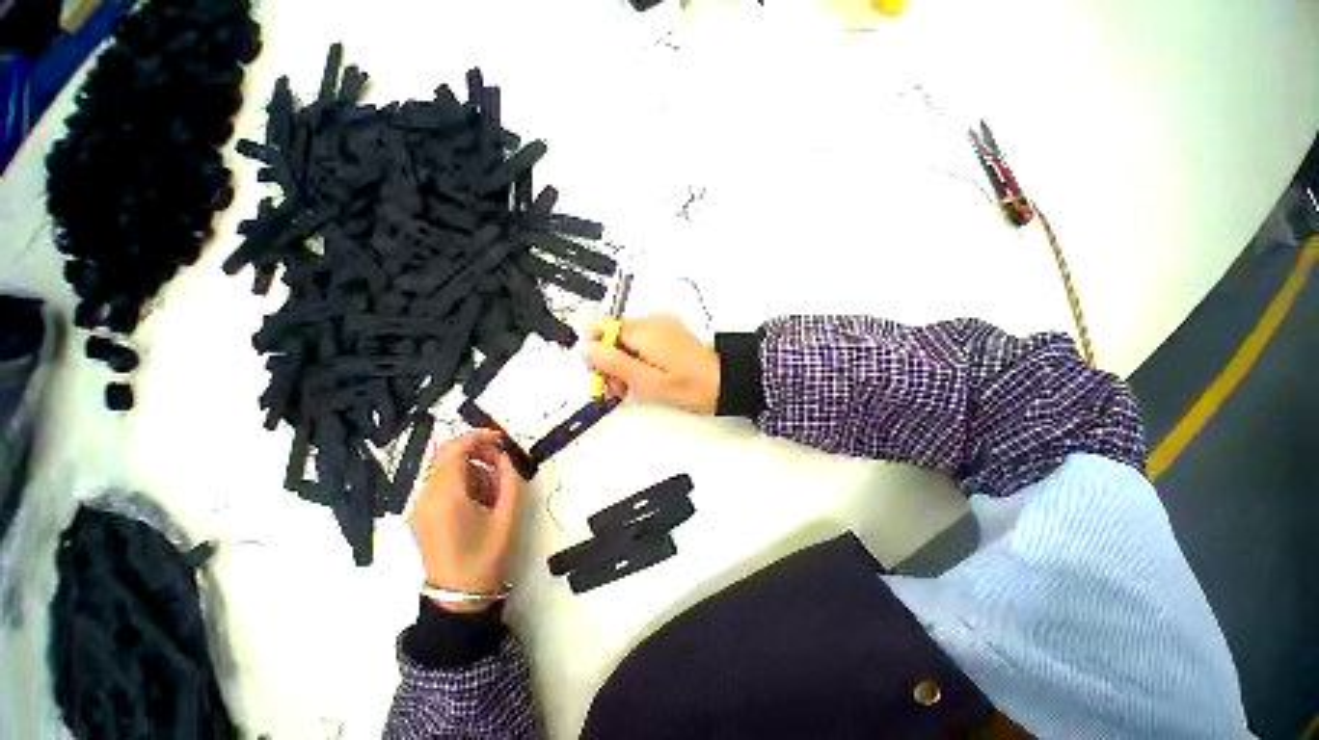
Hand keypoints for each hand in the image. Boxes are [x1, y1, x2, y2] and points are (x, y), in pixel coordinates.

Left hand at [408, 430, 527, 612]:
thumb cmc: (486, 555)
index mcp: (445, 495)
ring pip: (446, 470)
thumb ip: (509, 478)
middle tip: (502, 464)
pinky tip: (482, 499)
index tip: (501, 439)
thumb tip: (504, 456)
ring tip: (496, 487)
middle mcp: (426, 496)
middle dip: (477, 452)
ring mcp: (420, 507)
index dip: (478, 436)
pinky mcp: (422, 515)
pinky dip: (463, 482)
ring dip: (472, 468)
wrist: (459, 597)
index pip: (455, 449)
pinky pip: (442, 486)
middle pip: (448, 457)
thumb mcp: (508, 514)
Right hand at [579, 314, 719, 414]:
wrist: (728, 382)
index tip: (601, 376)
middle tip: (618, 390)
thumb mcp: (648, 381)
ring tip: (632, 389)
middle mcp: (650, 321)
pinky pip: (641, 342)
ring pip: (625, 340)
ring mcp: (661, 325)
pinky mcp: (668, 333)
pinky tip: (644, 378)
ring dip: (621, 363)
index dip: (594, 351)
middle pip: (611, 334)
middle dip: (607, 361)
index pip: (600, 327)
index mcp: (643, 330)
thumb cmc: (690, 386)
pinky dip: (636, 358)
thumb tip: (582, 348)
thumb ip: (614, 364)